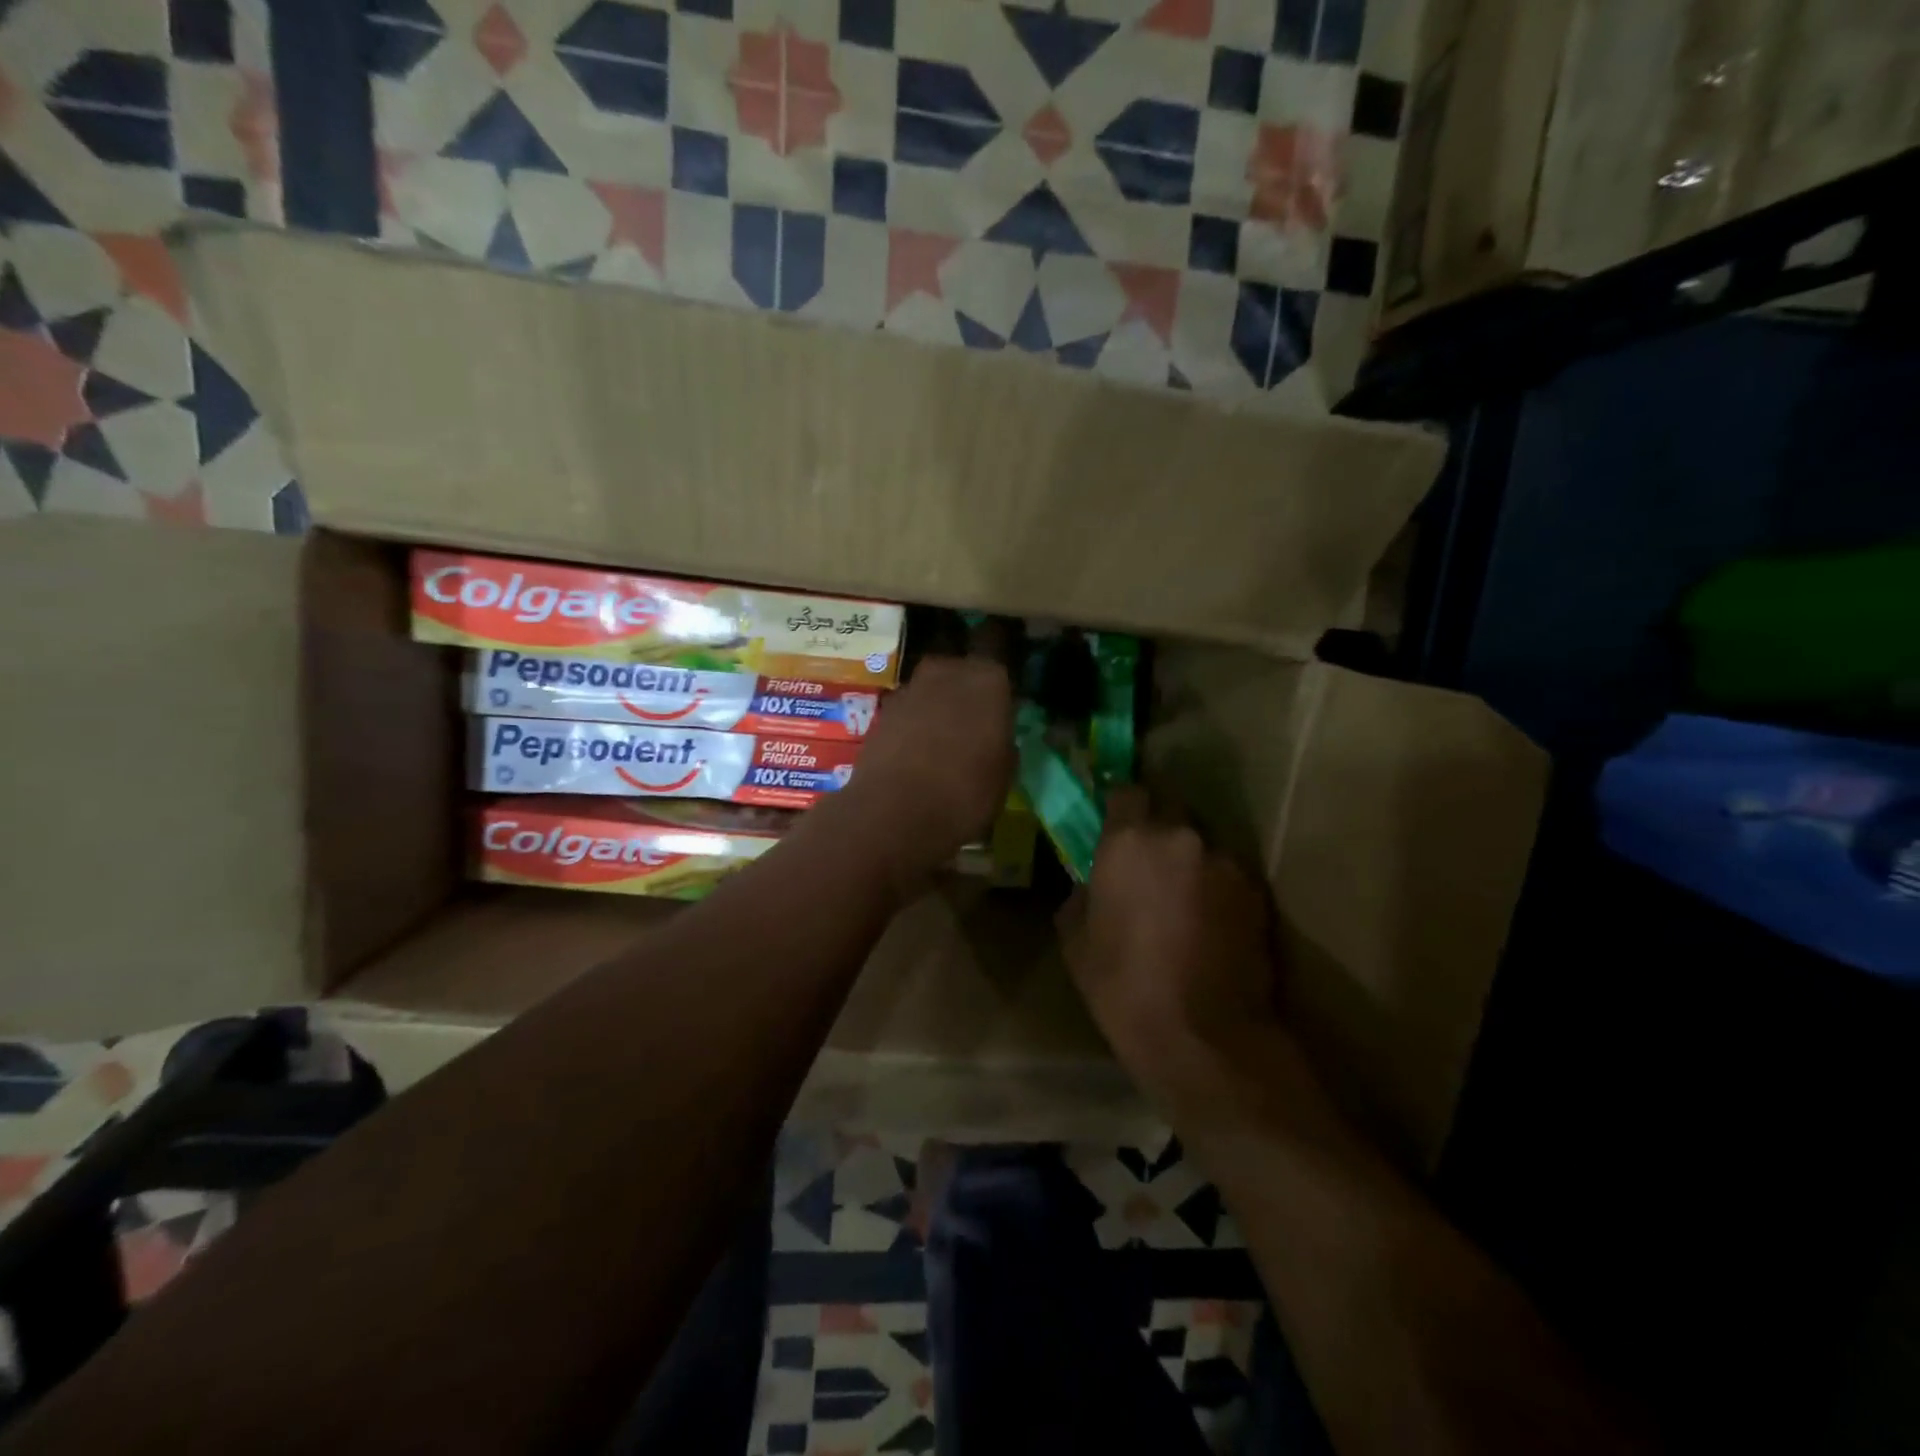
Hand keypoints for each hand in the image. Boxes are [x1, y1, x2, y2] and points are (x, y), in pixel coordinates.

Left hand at [835, 656, 1013, 891]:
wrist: (895, 811)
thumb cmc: (966, 792)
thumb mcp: (1004, 774)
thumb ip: (1002, 744)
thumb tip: (995, 738)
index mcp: (988, 680)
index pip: (1000, 677)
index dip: (998, 699)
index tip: (999, 721)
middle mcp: (948, 672)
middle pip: (960, 675)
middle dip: (964, 696)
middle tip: (970, 728)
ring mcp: (910, 688)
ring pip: (930, 692)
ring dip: (935, 710)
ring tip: (939, 745)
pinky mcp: (881, 711)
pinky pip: (907, 712)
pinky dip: (910, 726)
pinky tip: (914, 755)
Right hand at [1062, 788, 1278, 1113]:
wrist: (1202, 1035)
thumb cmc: (1122, 985)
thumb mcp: (1076, 940)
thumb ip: (1081, 895)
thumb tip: (1091, 884)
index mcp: (1129, 840)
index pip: (1127, 791)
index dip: (1120, 807)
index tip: (1114, 826)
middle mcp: (1181, 837)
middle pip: (1170, 809)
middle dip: (1157, 828)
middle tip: (1147, 863)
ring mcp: (1224, 862)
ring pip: (1201, 844)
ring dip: (1189, 861)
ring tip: (1183, 901)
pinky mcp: (1255, 892)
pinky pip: (1227, 874)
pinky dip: (1216, 888)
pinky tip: (1209, 923)